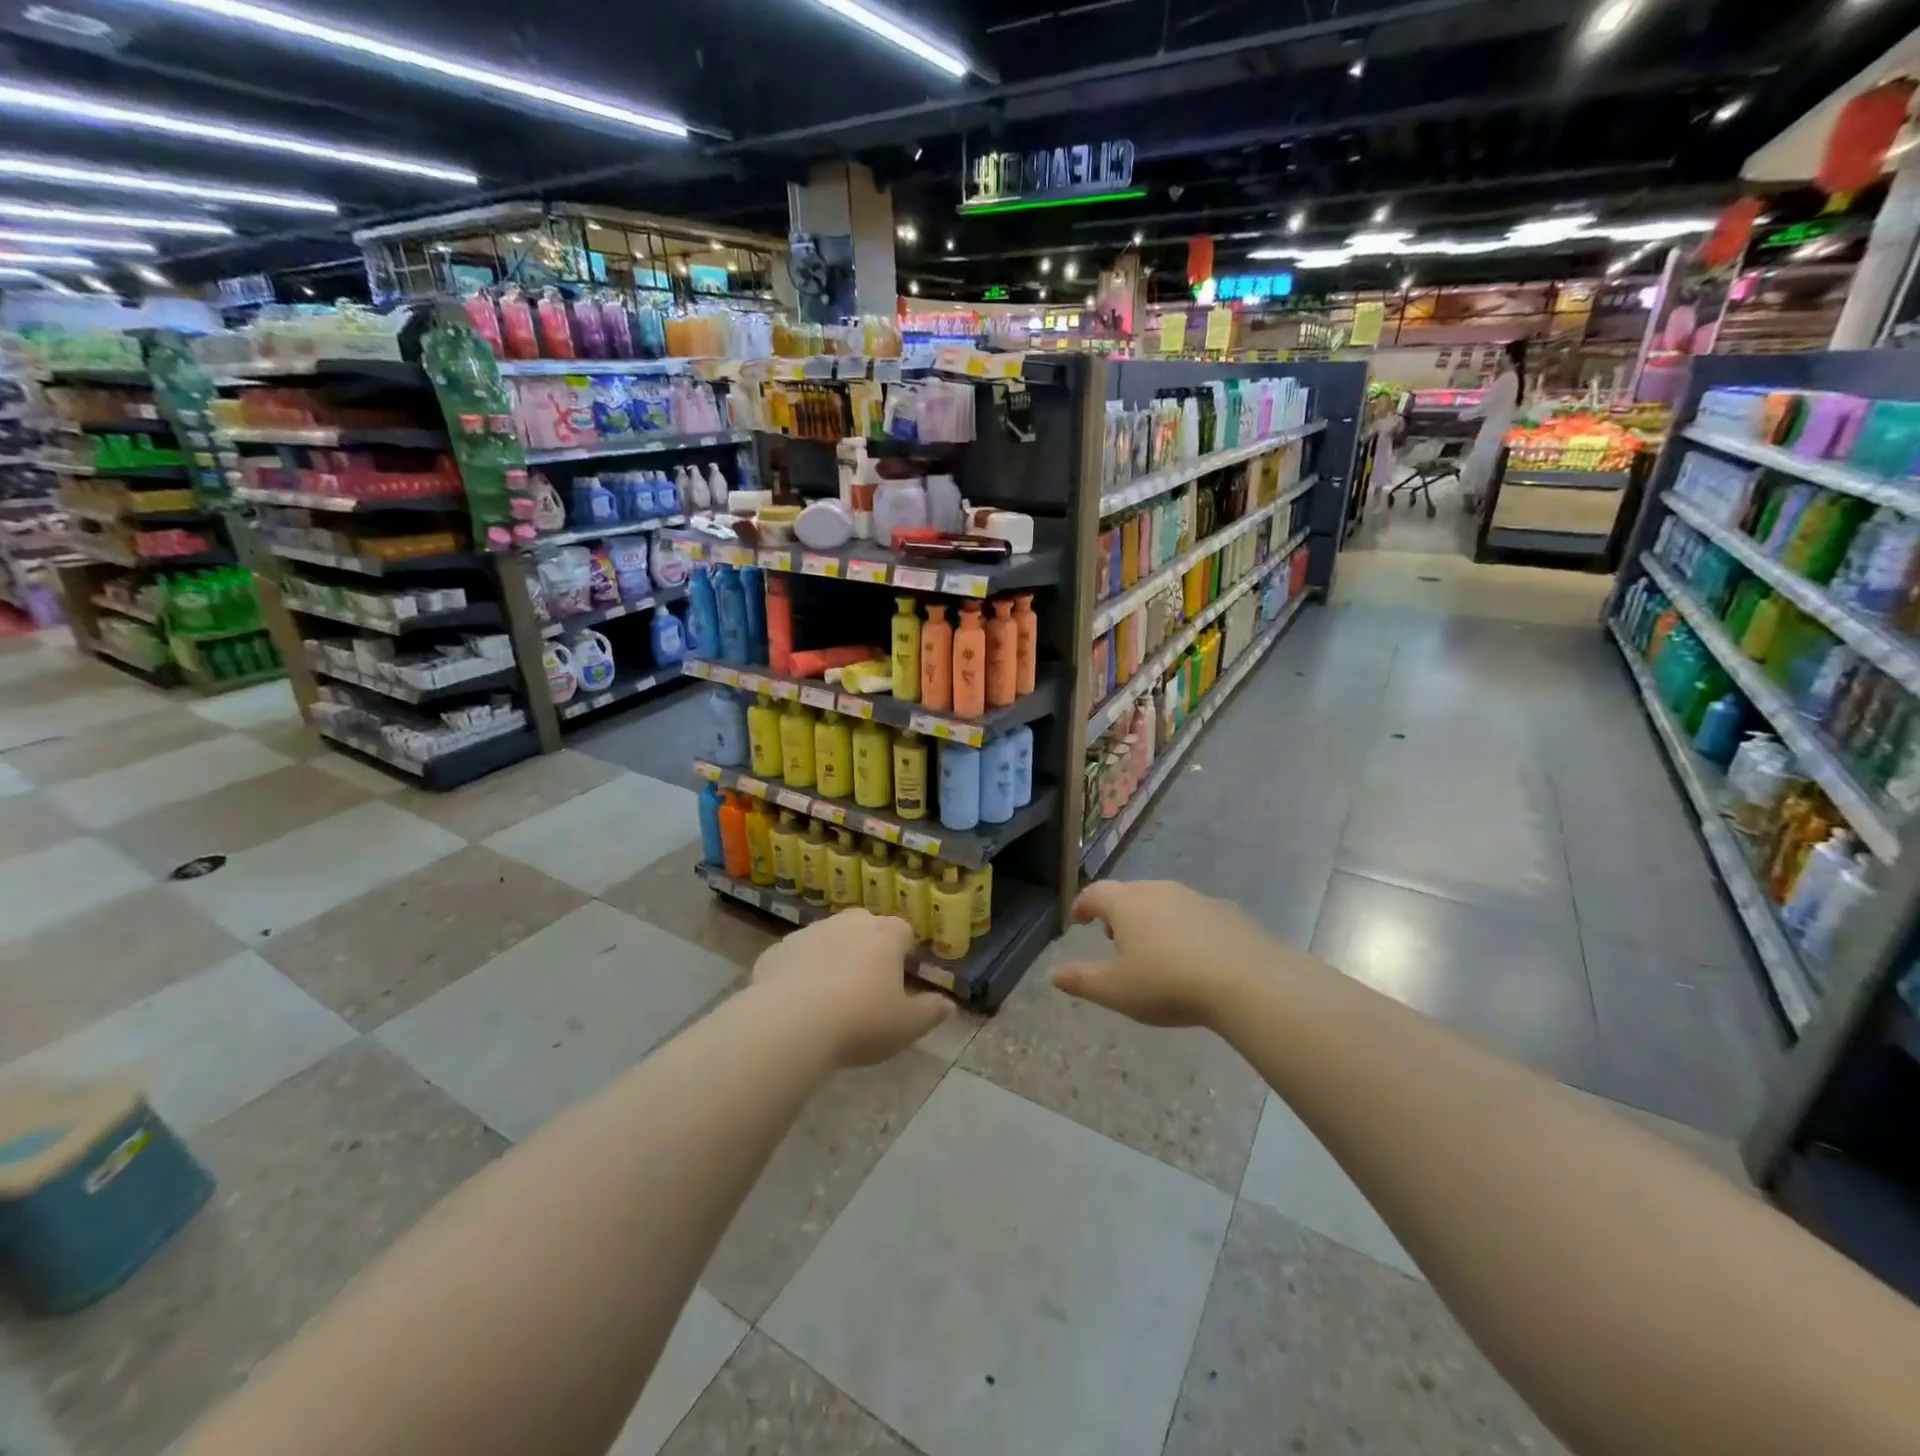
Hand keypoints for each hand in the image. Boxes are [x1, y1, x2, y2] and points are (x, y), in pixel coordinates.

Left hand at [752, 909, 952, 1066]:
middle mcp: (849, 923)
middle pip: (866, 929)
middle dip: (869, 950)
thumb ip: (931, 1012)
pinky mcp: (778, 950)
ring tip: (830, 997)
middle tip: (867, 987)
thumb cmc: (860, 1021)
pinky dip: (800, 972)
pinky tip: (797, 1002)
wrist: (790, 1024)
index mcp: (885, 935)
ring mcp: (810, 932)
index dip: (905, 954)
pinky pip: (796, 958)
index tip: (902, 979)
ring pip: (829, 939)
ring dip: (833, 958)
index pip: (904, 933)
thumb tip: (949, 1004)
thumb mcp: (907, 1026)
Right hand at [1051, 879, 1279, 1026]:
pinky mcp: (1226, 911)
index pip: (1095, 894)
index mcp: (1126, 903)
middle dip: (1117, 912)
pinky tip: (1193, 955)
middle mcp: (1158, 890)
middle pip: (1129, 893)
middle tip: (1113, 937)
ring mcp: (1195, 898)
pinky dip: (1184, 928)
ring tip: (1153, 948)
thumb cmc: (1168, 983)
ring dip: (1152, 919)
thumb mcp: (1116, 990)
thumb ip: (1081, 980)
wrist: (1246, 980)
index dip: (1082, 905)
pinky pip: (1194, 915)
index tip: (1078, 919)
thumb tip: (1052, 973)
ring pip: (1163, 901)